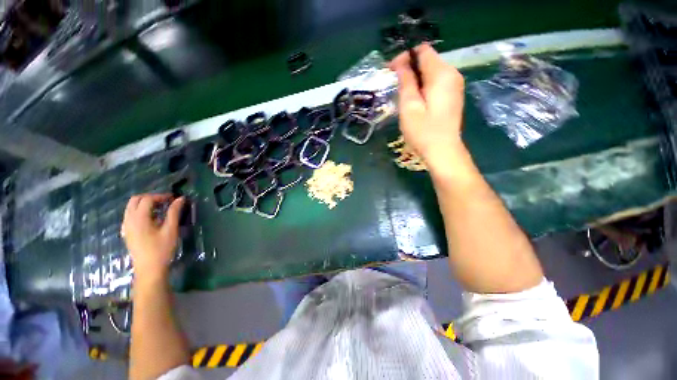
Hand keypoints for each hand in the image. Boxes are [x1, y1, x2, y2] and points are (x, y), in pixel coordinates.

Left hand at [122, 194, 184, 285]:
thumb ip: (174, 212)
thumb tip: (180, 199)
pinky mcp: (127, 232)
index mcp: (139, 219)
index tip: (174, 199)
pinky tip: (151, 218)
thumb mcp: (171, 230)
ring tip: (160, 209)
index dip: (161, 196)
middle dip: (151, 197)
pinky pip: (130, 215)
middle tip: (165, 202)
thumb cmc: (162, 249)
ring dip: (145, 204)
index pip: (147, 199)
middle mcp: (129, 220)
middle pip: (135, 200)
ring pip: (131, 207)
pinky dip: (140, 211)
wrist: (149, 269)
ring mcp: (126, 226)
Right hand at [390, 44, 464, 169]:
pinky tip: (415, 99)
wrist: (443, 151)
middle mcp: (452, 74)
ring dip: (415, 77)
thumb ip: (406, 82)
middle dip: (409, 67)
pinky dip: (423, 85)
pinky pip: (436, 82)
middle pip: (428, 59)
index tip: (390, 70)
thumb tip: (401, 63)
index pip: (422, 51)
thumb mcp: (409, 106)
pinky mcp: (453, 96)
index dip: (405, 56)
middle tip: (394, 83)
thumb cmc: (423, 131)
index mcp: (442, 74)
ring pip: (432, 71)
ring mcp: (455, 85)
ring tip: (402, 93)